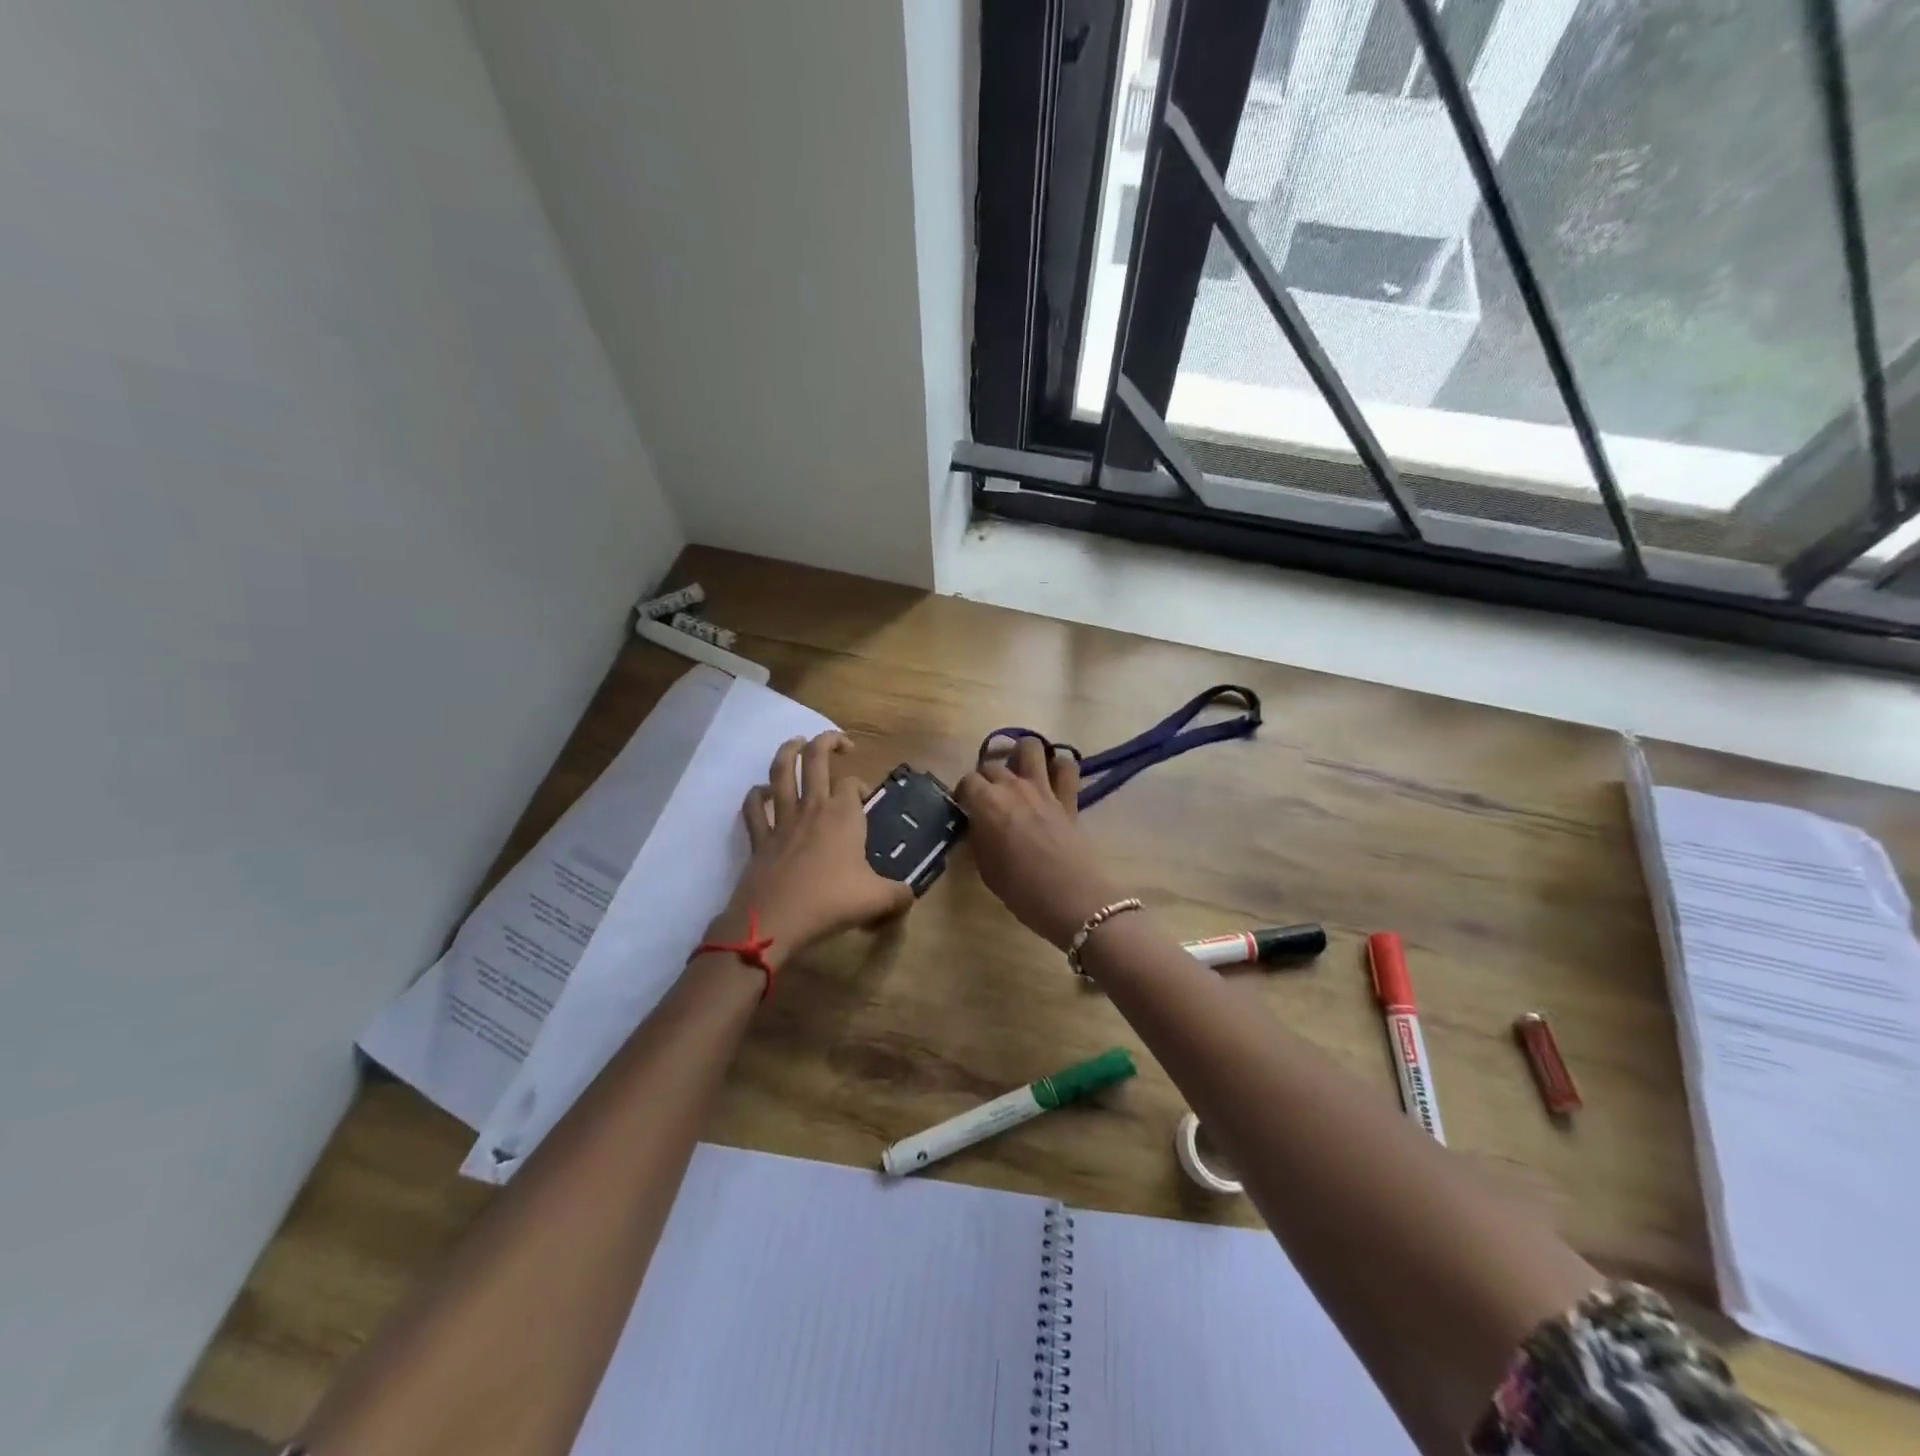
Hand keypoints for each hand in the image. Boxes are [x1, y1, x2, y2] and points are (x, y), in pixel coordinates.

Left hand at [716, 732, 913, 962]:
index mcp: (844, 815)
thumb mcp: (877, 901)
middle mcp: (813, 808)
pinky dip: (756, 795)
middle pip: (816, 759)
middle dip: (828, 742)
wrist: (775, 920)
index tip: (866, 800)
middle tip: (840, 743)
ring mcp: (782, 820)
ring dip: (788, 751)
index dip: (861, 785)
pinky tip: (761, 792)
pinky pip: (753, 807)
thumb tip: (910, 897)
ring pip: (781, 772)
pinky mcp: (759, 838)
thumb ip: (898, 896)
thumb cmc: (830, 902)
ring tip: (796, 741)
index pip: (853, 784)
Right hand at [954, 736, 1120, 948]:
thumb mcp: (985, 867)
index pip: (967, 781)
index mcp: (986, 802)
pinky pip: (1067, 767)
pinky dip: (1059, 767)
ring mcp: (1043, 788)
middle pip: (992, 764)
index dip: (963, 793)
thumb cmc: (1020, 890)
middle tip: (988, 797)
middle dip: (986, 777)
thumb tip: (978, 824)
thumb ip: (978, 837)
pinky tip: (1053, 778)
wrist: (1070, 899)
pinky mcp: (1069, 797)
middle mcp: (1013, 786)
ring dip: (1021, 755)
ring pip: (1030, 747)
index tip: (964, 807)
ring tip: (1018, 772)